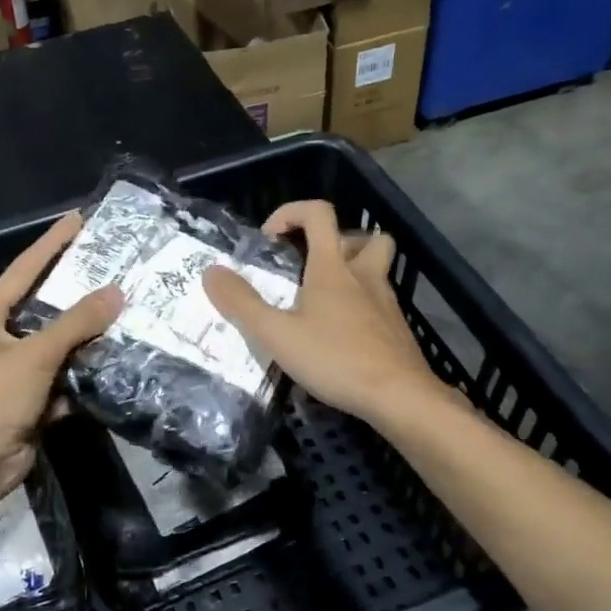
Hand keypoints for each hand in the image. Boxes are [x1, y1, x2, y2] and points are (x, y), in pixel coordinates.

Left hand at [0, 212, 121, 504]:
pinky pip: (64, 377)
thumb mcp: (34, 355)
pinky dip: (83, 372)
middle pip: (44, 307)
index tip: (79, 220)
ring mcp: (16, 371)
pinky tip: (113, 359)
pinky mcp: (31, 400)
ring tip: (124, 311)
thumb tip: (116, 293)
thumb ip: (75, 323)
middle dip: (77, 291)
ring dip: (86, 335)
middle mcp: (0, 339)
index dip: (51, 244)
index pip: (23, 270)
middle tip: (113, 266)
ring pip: (59, 344)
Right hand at [204, 200, 443, 425]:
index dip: (292, 212)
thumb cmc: (335, 359)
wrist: (400, 397)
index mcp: (332, 268)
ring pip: (376, 269)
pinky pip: (380, 302)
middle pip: (364, 237)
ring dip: (353, 271)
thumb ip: (241, 303)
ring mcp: (386, 302)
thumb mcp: (276, 334)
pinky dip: (362, 306)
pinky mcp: (397, 330)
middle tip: (311, 265)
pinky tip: (342, 335)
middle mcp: (364, 276)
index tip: (270, 238)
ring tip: (324, 299)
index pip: (319, 214)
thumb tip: (211, 271)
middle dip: (336, 241)